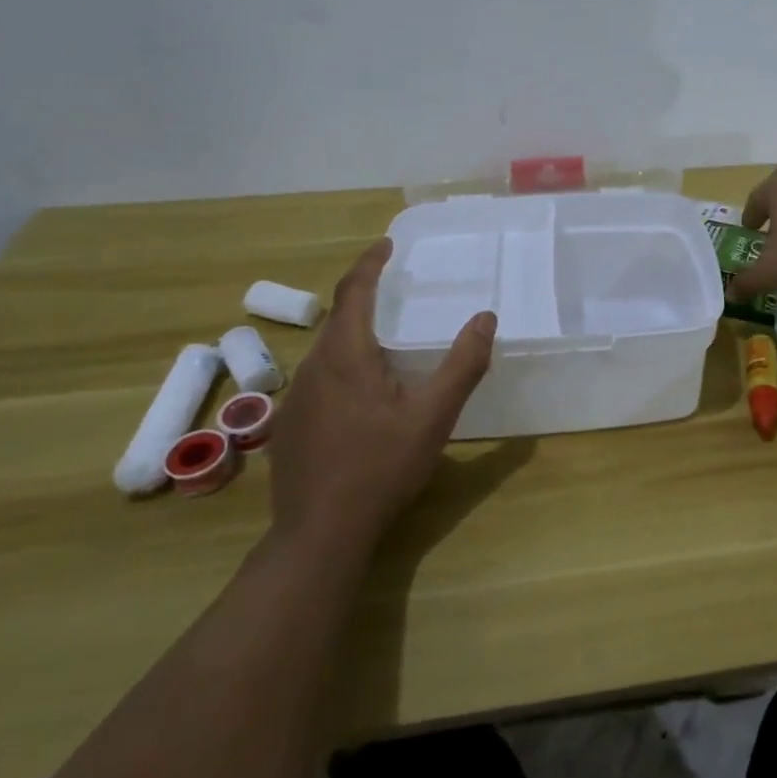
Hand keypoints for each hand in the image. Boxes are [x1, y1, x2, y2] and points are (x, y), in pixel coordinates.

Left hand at [265, 239, 494, 550]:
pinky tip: (364, 396)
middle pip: (338, 318)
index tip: (387, 244)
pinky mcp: (290, 426)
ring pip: (327, 351)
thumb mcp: (433, 416)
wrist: (319, 533)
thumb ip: (462, 364)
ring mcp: (296, 399)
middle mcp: (313, 368)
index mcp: (345, 355)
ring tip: (387, 340)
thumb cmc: (380, 467)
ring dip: (354, 334)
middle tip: (395, 289)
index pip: (353, 290)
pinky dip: (344, 366)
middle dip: (364, 296)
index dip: (370, 263)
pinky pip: (319, 379)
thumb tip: (486, 317)